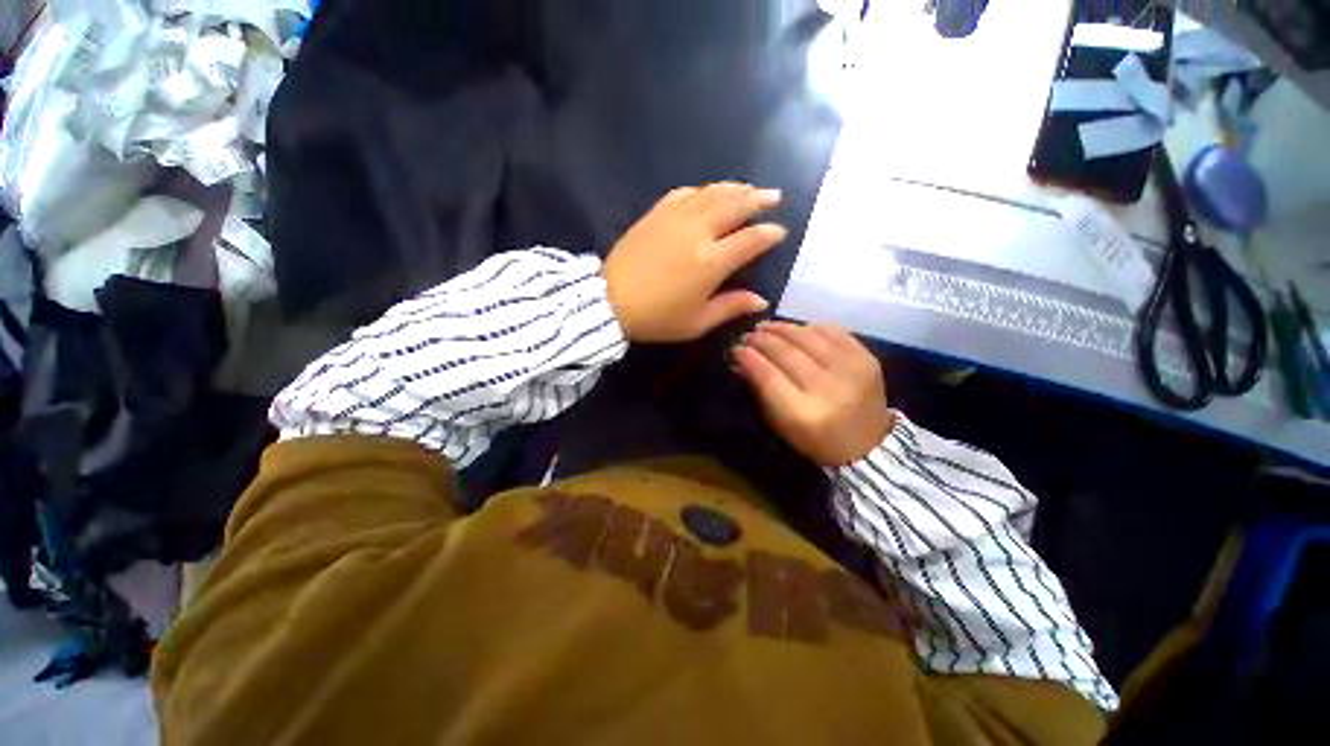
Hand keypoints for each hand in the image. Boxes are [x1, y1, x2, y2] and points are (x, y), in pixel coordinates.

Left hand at [603, 183, 786, 341]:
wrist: (610, 301)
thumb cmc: (657, 318)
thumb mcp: (697, 322)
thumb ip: (731, 307)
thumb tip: (760, 300)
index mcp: (711, 262)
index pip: (750, 239)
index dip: (769, 233)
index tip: (780, 231)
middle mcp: (698, 232)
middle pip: (735, 205)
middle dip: (759, 199)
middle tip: (774, 196)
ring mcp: (675, 218)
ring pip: (712, 193)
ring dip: (735, 188)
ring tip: (749, 188)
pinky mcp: (656, 213)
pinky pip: (685, 193)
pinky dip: (702, 190)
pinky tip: (708, 193)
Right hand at [732, 321, 893, 466]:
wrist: (869, 444)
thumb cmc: (816, 439)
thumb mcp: (780, 423)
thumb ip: (760, 389)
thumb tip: (739, 359)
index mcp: (805, 414)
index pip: (769, 376)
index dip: (749, 358)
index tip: (736, 349)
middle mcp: (830, 389)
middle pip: (787, 353)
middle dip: (762, 340)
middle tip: (747, 336)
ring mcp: (852, 370)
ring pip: (808, 337)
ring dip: (782, 328)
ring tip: (765, 326)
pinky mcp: (867, 358)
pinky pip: (832, 331)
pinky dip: (809, 327)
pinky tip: (794, 328)